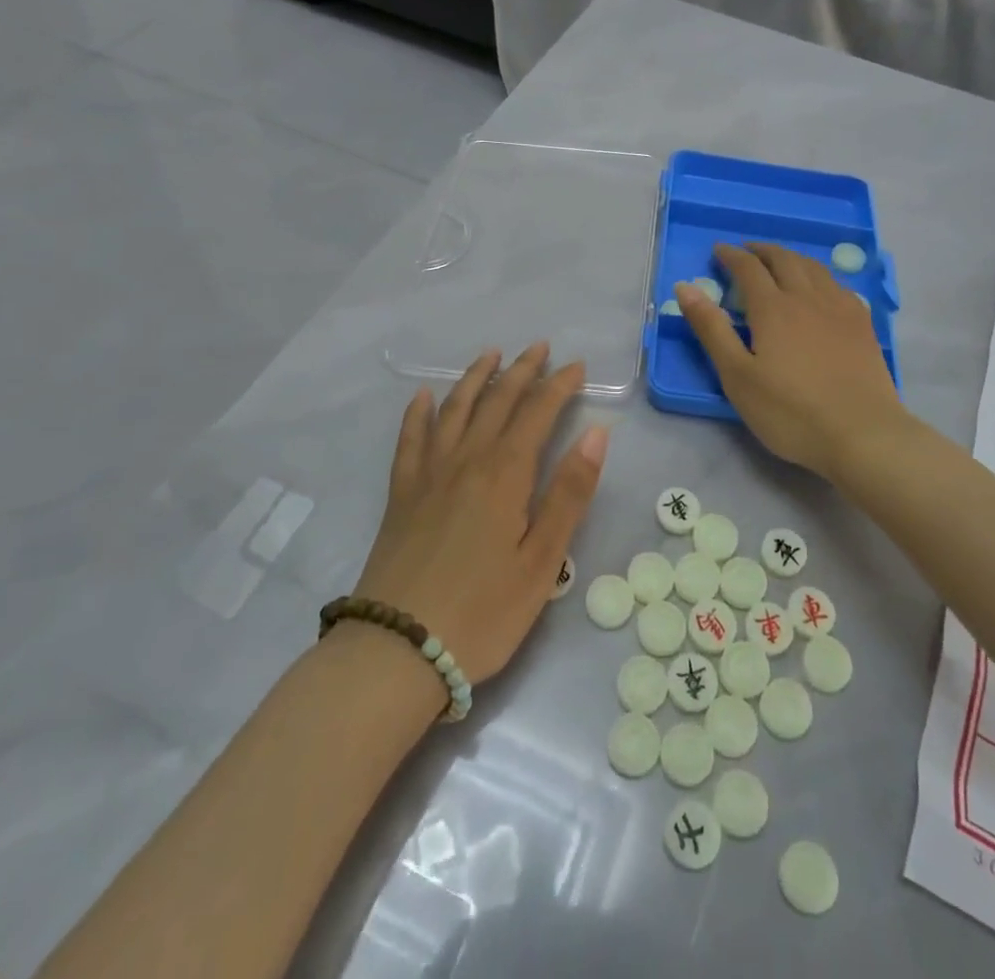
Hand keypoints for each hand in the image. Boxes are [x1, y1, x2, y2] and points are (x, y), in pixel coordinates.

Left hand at [353, 343, 607, 684]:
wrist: (398, 648)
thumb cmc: (483, 612)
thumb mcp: (542, 561)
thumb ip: (569, 493)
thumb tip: (596, 433)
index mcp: (505, 474)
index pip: (537, 413)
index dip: (559, 386)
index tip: (577, 366)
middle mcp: (466, 460)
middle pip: (496, 402)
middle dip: (522, 371)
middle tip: (540, 347)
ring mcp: (428, 474)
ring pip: (454, 409)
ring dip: (475, 378)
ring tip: (491, 355)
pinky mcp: (401, 494)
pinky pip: (410, 439)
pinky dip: (418, 412)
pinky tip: (423, 396)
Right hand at [676, 243, 906, 480]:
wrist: (862, 434)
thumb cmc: (790, 411)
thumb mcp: (737, 376)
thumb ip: (711, 329)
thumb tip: (685, 287)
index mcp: (773, 308)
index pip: (749, 268)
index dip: (731, 256)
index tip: (718, 251)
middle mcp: (807, 297)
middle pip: (784, 259)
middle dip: (762, 251)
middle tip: (747, 252)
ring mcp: (840, 309)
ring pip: (814, 268)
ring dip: (792, 258)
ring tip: (780, 262)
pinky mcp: (863, 325)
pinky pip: (838, 285)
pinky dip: (820, 276)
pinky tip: (821, 289)